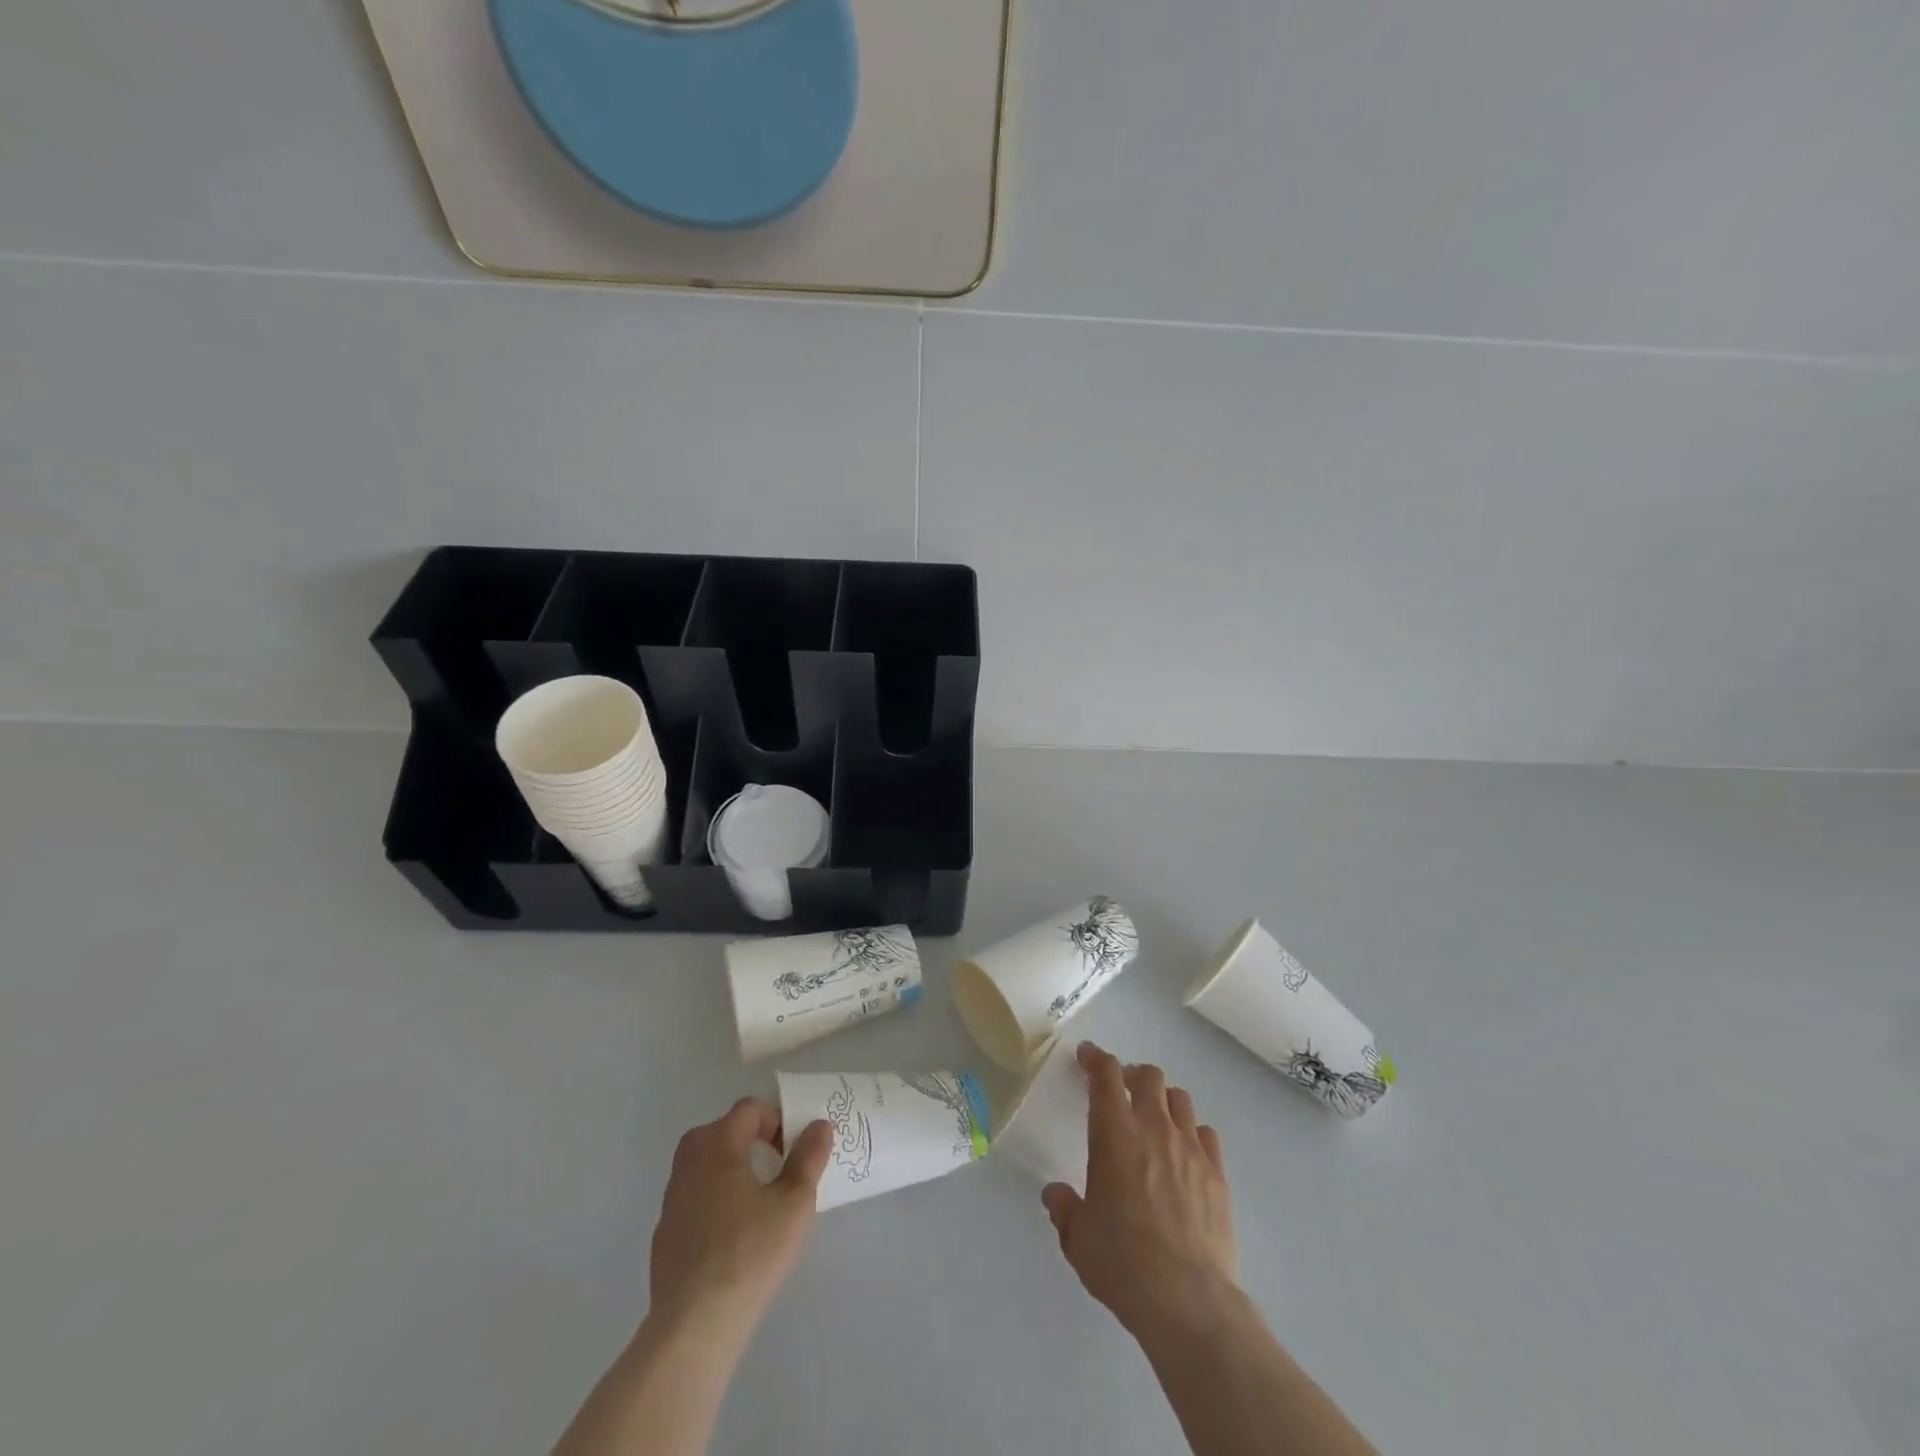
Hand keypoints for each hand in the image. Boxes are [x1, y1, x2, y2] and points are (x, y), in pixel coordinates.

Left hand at [648, 1098, 832, 1340]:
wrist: (694, 1325)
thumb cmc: (750, 1252)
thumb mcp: (794, 1202)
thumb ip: (809, 1157)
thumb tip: (819, 1125)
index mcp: (717, 1144)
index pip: (750, 1109)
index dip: (778, 1118)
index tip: (797, 1145)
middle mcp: (689, 1161)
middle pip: (725, 1131)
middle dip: (755, 1139)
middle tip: (782, 1166)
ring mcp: (671, 1197)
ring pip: (707, 1164)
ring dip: (734, 1168)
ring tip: (761, 1198)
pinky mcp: (664, 1232)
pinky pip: (696, 1196)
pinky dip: (716, 1198)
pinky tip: (735, 1233)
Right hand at [1042, 1043, 1237, 1338]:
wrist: (1187, 1300)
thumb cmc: (1122, 1262)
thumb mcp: (1077, 1238)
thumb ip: (1064, 1207)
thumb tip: (1056, 1194)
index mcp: (1114, 1133)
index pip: (1105, 1074)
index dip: (1095, 1058)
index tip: (1087, 1056)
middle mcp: (1153, 1128)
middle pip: (1148, 1076)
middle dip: (1131, 1075)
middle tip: (1121, 1091)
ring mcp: (1190, 1148)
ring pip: (1179, 1098)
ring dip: (1163, 1101)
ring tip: (1154, 1120)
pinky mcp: (1217, 1174)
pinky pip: (1206, 1134)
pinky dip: (1192, 1133)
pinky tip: (1185, 1154)